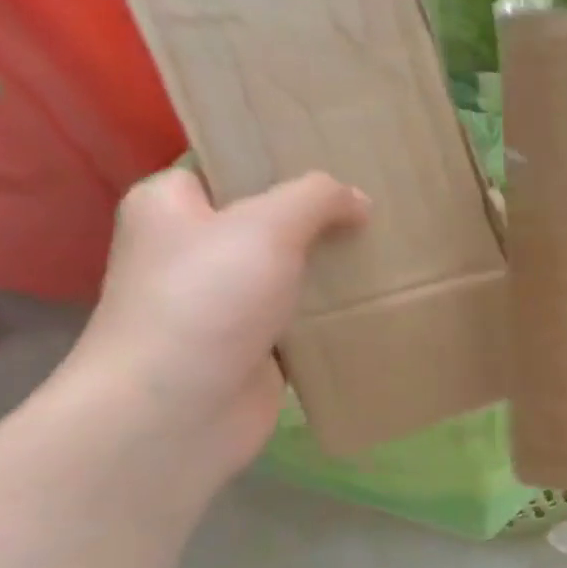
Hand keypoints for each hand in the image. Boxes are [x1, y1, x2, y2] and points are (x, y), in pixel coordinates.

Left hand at [57, 168, 367, 481]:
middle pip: (270, 221)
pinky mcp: (255, 346)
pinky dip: (336, 314)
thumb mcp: (266, 226)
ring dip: (335, 269)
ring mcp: (226, 302)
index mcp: (174, 205)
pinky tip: (379, 301)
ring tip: (392, 251)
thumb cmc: (207, 300)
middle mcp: (195, 249)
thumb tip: (358, 199)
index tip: (340, 159)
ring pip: (293, 272)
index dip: (281, 160)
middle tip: (380, 206)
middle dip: (323, 218)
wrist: (180, 408)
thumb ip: (316, 198)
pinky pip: (304, 318)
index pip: (230, 166)